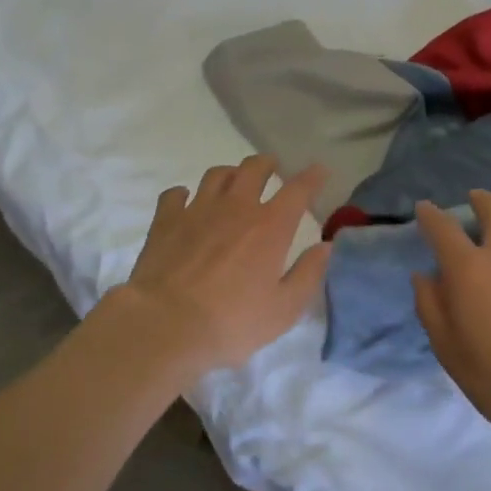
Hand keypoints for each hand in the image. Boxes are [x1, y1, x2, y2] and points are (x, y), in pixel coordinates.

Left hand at [115, 156, 331, 385]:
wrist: (164, 326)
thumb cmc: (231, 323)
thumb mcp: (284, 309)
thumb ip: (309, 274)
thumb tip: (326, 247)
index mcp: (270, 227)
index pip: (298, 190)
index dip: (312, 177)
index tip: (319, 170)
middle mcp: (236, 207)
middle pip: (254, 168)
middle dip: (267, 164)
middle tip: (272, 169)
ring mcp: (198, 210)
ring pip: (217, 174)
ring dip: (230, 174)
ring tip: (233, 182)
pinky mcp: (166, 220)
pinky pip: (175, 194)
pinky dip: (184, 194)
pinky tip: (186, 202)